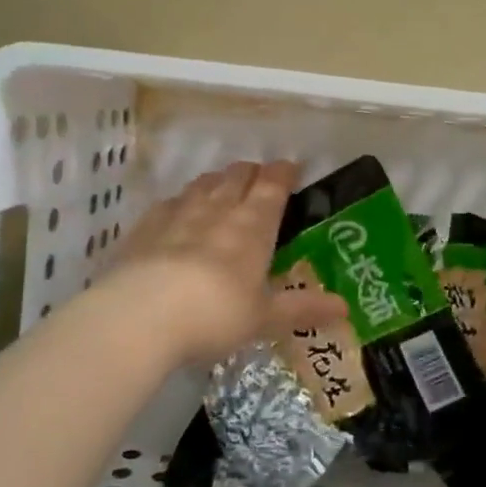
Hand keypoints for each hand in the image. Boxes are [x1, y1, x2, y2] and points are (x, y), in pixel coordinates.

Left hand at [109, 160, 345, 363]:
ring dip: (217, 182)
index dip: (284, 173)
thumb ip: (302, 308)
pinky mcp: (144, 227)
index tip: (291, 169)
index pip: (273, 185)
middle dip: (251, 173)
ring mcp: (177, 214)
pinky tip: (178, 212)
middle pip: (237, 176)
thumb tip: (345, 308)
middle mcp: (218, 209)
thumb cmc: (215, 314)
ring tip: (222, 188)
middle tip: (259, 180)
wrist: (140, 316)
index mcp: (254, 225)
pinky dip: (181, 202)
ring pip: (202, 184)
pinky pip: (168, 203)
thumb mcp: (264, 317)